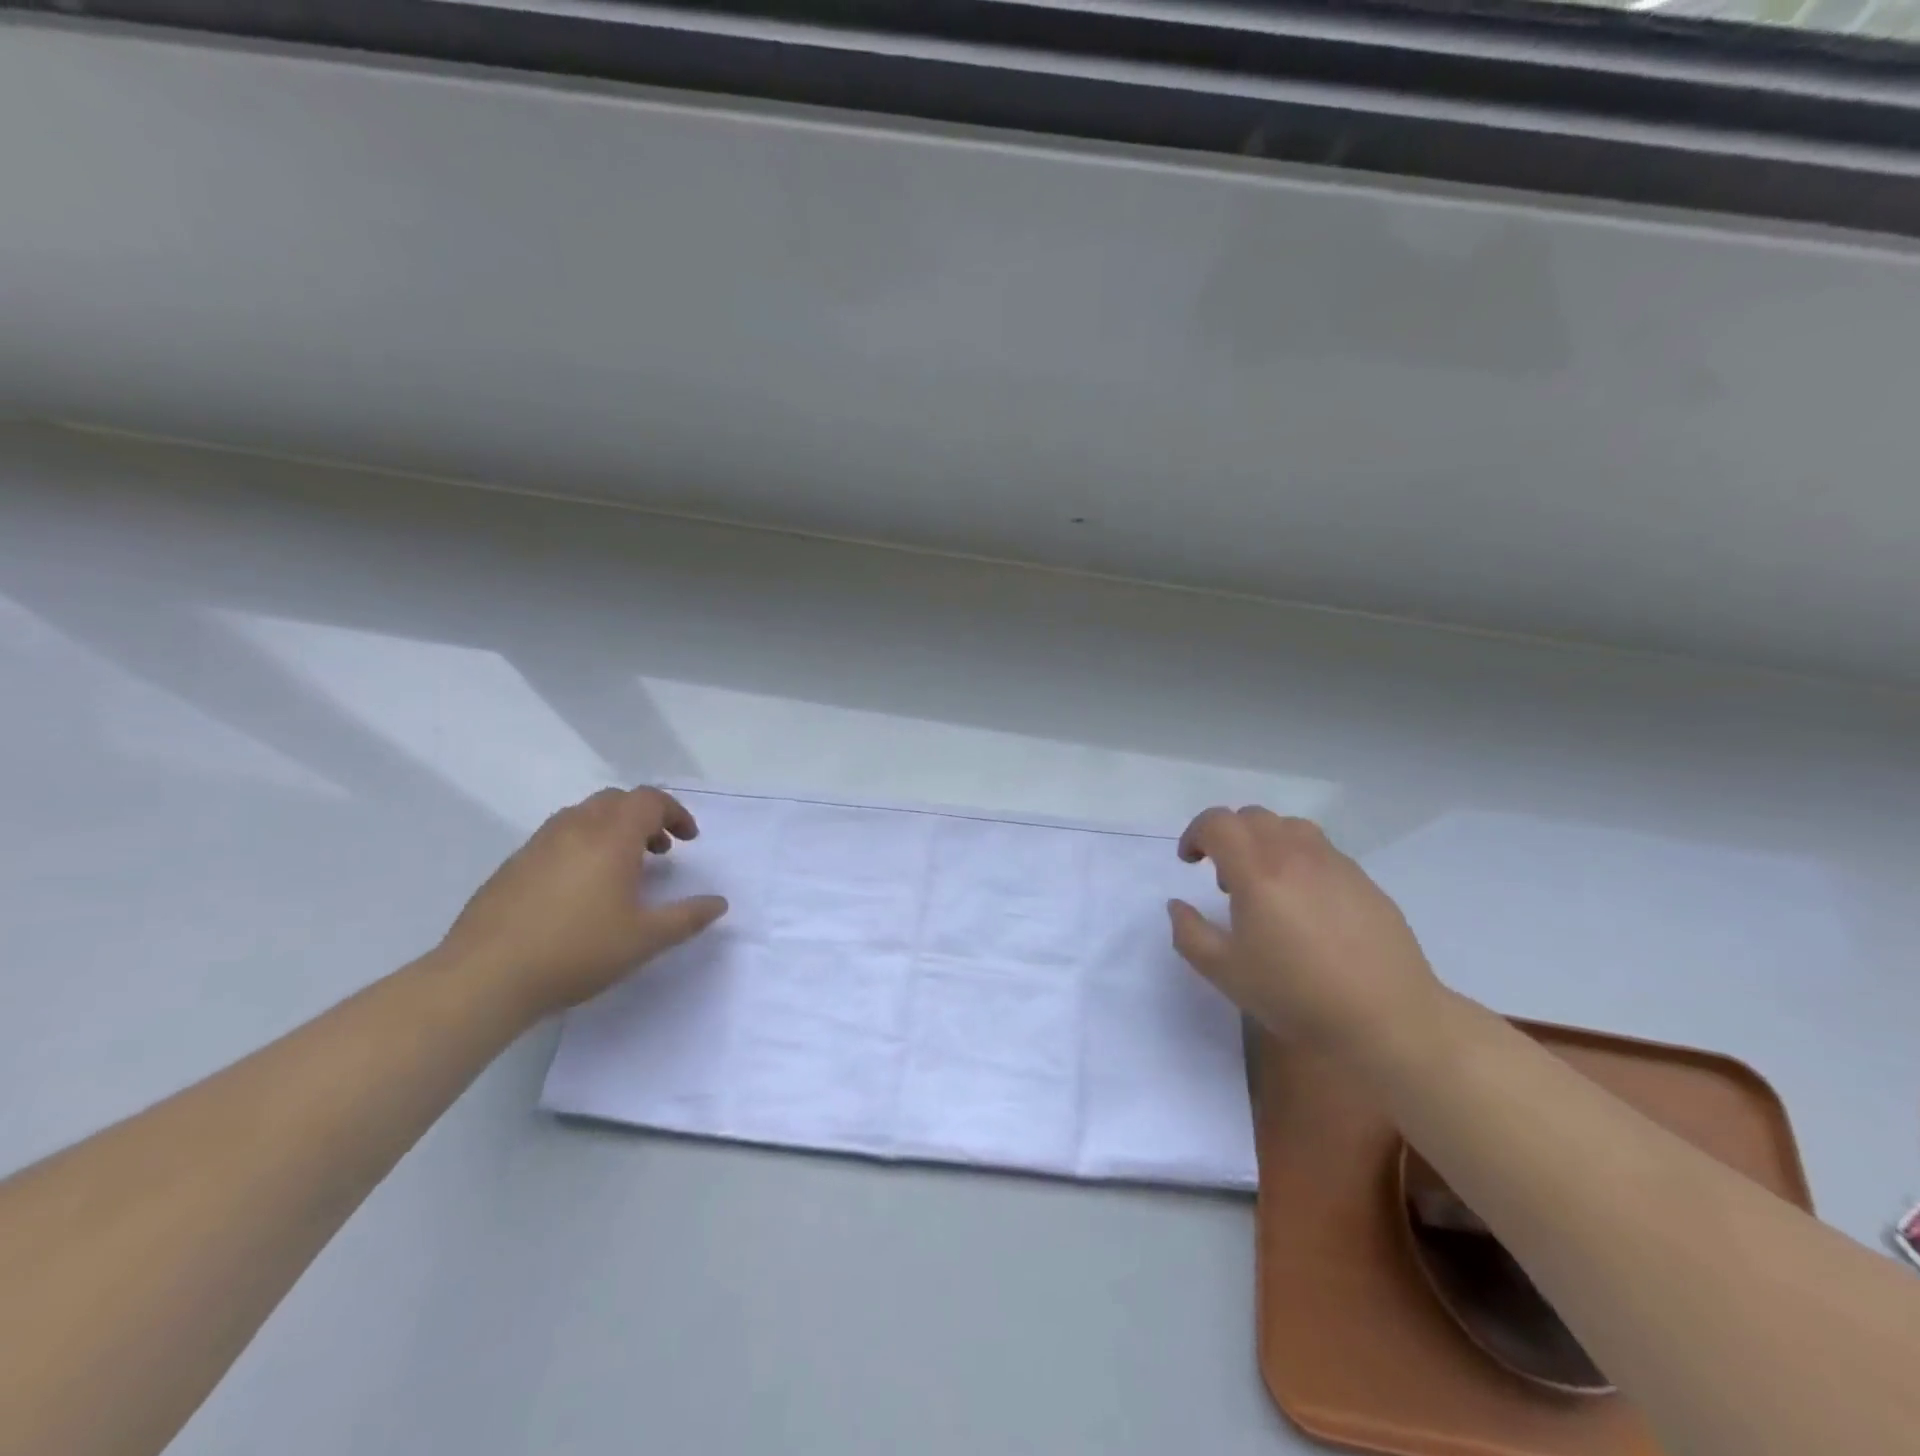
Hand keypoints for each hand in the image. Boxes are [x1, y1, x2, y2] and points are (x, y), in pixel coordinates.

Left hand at [439, 786, 728, 1020]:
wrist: (484, 977)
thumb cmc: (577, 951)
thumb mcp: (645, 939)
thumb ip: (687, 917)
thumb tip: (719, 903)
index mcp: (611, 837)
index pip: (649, 801)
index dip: (675, 813)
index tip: (688, 840)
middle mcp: (575, 828)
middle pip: (616, 800)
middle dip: (645, 817)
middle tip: (659, 850)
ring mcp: (538, 844)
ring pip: (584, 815)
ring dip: (612, 829)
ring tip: (622, 868)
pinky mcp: (512, 866)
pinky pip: (558, 837)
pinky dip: (582, 845)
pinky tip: (580, 889)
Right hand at [1168, 806, 1444, 1057]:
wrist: (1387, 1019)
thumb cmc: (1296, 995)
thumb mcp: (1225, 972)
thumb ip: (1190, 933)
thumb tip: (1178, 905)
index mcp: (1257, 871)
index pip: (1218, 823)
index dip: (1195, 834)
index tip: (1189, 862)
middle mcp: (1295, 854)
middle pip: (1253, 817)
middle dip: (1228, 836)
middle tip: (1225, 879)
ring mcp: (1334, 864)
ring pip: (1290, 827)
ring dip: (1265, 842)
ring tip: (1267, 885)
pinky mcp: (1363, 880)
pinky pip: (1321, 851)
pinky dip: (1299, 860)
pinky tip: (1306, 905)